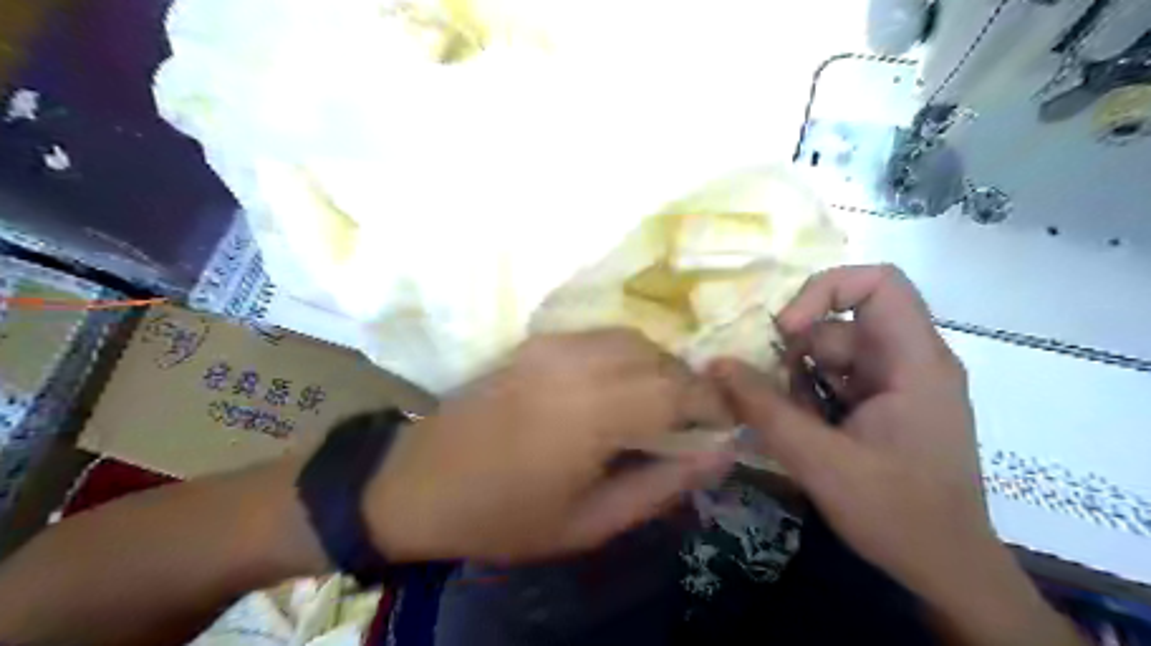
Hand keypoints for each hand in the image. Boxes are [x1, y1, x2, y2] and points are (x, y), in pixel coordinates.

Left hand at [364, 329, 730, 562]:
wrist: (416, 481)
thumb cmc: (503, 515)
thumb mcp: (590, 522)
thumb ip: (662, 486)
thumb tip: (721, 454)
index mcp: (592, 412)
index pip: (680, 390)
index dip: (713, 404)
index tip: (724, 427)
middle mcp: (578, 363)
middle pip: (661, 359)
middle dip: (689, 388)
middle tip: (691, 425)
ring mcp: (554, 345)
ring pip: (634, 341)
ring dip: (659, 369)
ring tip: (657, 408)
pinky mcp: (537, 341)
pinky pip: (602, 338)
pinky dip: (627, 358)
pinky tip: (616, 389)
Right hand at [711, 263, 1079, 645]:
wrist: (947, 571)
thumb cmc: (897, 514)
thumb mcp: (820, 460)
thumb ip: (763, 408)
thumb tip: (715, 364)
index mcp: (914, 362)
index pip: (879, 283)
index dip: (825, 290)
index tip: (786, 330)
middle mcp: (910, 361)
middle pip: (841, 324)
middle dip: (795, 351)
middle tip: (762, 387)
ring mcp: (897, 384)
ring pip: (832, 354)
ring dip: (796, 380)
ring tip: (780, 418)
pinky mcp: (884, 405)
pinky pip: (836, 380)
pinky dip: (807, 396)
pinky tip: (798, 429)